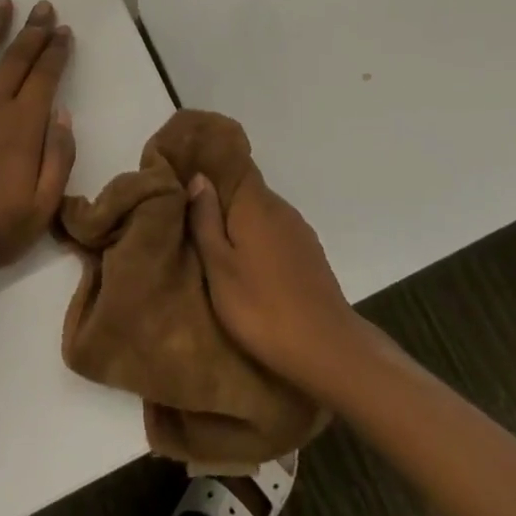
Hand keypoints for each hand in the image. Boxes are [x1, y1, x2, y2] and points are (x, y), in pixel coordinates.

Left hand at [0, 0, 76, 288]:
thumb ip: (58, 157)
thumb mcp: (44, 206)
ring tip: (4, 4)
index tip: (65, 31)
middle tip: (45, 7)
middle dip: (34, 29)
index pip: (45, 75)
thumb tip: (62, 114)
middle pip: (16, 56)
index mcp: (23, 125)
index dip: (57, 50)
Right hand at [188, 171, 363, 394]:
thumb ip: (206, 220)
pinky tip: (248, 263)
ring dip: (241, 223)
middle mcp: (280, 208)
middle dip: (222, 199)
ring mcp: (299, 231)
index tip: (188, 175)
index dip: (212, 168)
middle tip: (192, 215)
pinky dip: (259, 239)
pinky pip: (276, 233)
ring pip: (262, 214)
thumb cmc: (261, 307)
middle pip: (247, 191)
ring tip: (216, 242)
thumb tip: (198, 177)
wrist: (326, 348)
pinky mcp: (310, 254)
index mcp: (255, 204)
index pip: (234, 166)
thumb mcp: (219, 267)